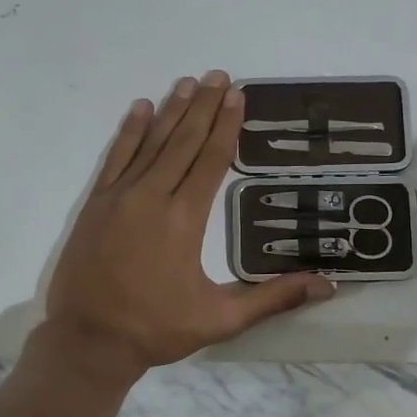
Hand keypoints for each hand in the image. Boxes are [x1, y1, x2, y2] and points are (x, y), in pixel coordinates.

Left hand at [42, 71, 334, 380]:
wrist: (88, 341)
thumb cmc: (156, 329)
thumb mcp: (221, 319)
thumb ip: (274, 298)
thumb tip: (329, 285)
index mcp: (185, 219)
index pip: (211, 160)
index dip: (226, 126)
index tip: (237, 95)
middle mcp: (153, 197)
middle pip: (183, 141)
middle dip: (203, 106)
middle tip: (218, 75)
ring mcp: (120, 197)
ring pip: (151, 143)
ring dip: (171, 110)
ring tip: (187, 82)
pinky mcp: (95, 204)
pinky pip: (115, 157)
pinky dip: (128, 131)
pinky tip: (139, 109)